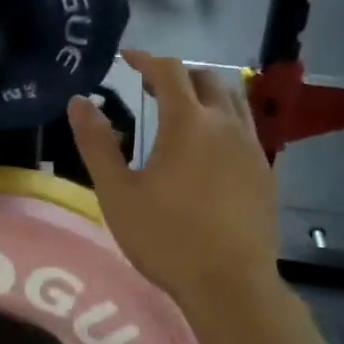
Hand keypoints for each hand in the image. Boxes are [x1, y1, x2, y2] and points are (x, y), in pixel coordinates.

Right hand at [68, 51, 277, 305]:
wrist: (231, 285)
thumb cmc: (166, 238)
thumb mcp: (117, 192)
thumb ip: (96, 143)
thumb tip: (78, 102)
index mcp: (188, 123)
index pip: (169, 71)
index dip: (146, 59)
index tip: (127, 58)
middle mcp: (225, 124)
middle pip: (206, 79)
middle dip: (177, 74)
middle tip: (151, 86)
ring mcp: (251, 147)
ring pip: (232, 99)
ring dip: (205, 92)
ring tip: (181, 108)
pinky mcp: (264, 171)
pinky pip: (245, 126)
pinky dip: (223, 118)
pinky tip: (208, 145)